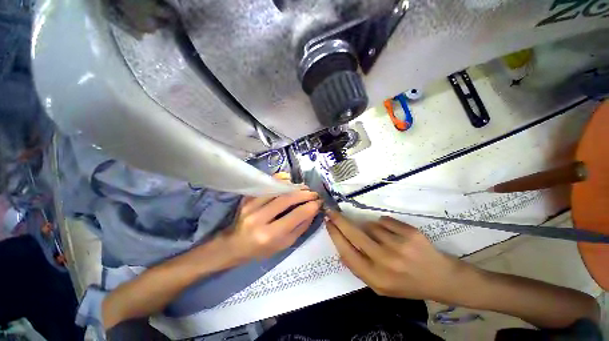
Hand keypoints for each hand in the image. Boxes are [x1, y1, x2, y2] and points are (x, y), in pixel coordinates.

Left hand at [224, 173, 321, 261]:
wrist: (234, 245)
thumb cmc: (261, 250)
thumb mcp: (284, 245)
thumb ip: (300, 227)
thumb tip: (313, 211)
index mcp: (269, 235)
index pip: (295, 215)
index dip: (310, 207)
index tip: (319, 202)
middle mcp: (258, 218)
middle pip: (286, 199)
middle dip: (304, 194)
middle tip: (314, 193)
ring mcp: (250, 205)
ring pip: (277, 189)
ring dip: (294, 186)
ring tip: (304, 188)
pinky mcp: (247, 198)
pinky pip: (267, 184)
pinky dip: (280, 180)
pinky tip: (289, 180)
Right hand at [326, 210, 464, 300]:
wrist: (440, 278)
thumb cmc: (406, 283)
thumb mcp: (379, 285)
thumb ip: (359, 267)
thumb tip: (340, 246)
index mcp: (376, 279)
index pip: (347, 253)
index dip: (335, 235)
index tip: (328, 223)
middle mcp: (386, 262)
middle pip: (354, 234)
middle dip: (339, 220)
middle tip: (331, 212)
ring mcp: (399, 246)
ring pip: (370, 226)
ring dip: (370, 229)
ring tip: (384, 240)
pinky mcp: (410, 233)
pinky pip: (384, 221)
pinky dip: (384, 225)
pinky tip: (395, 236)